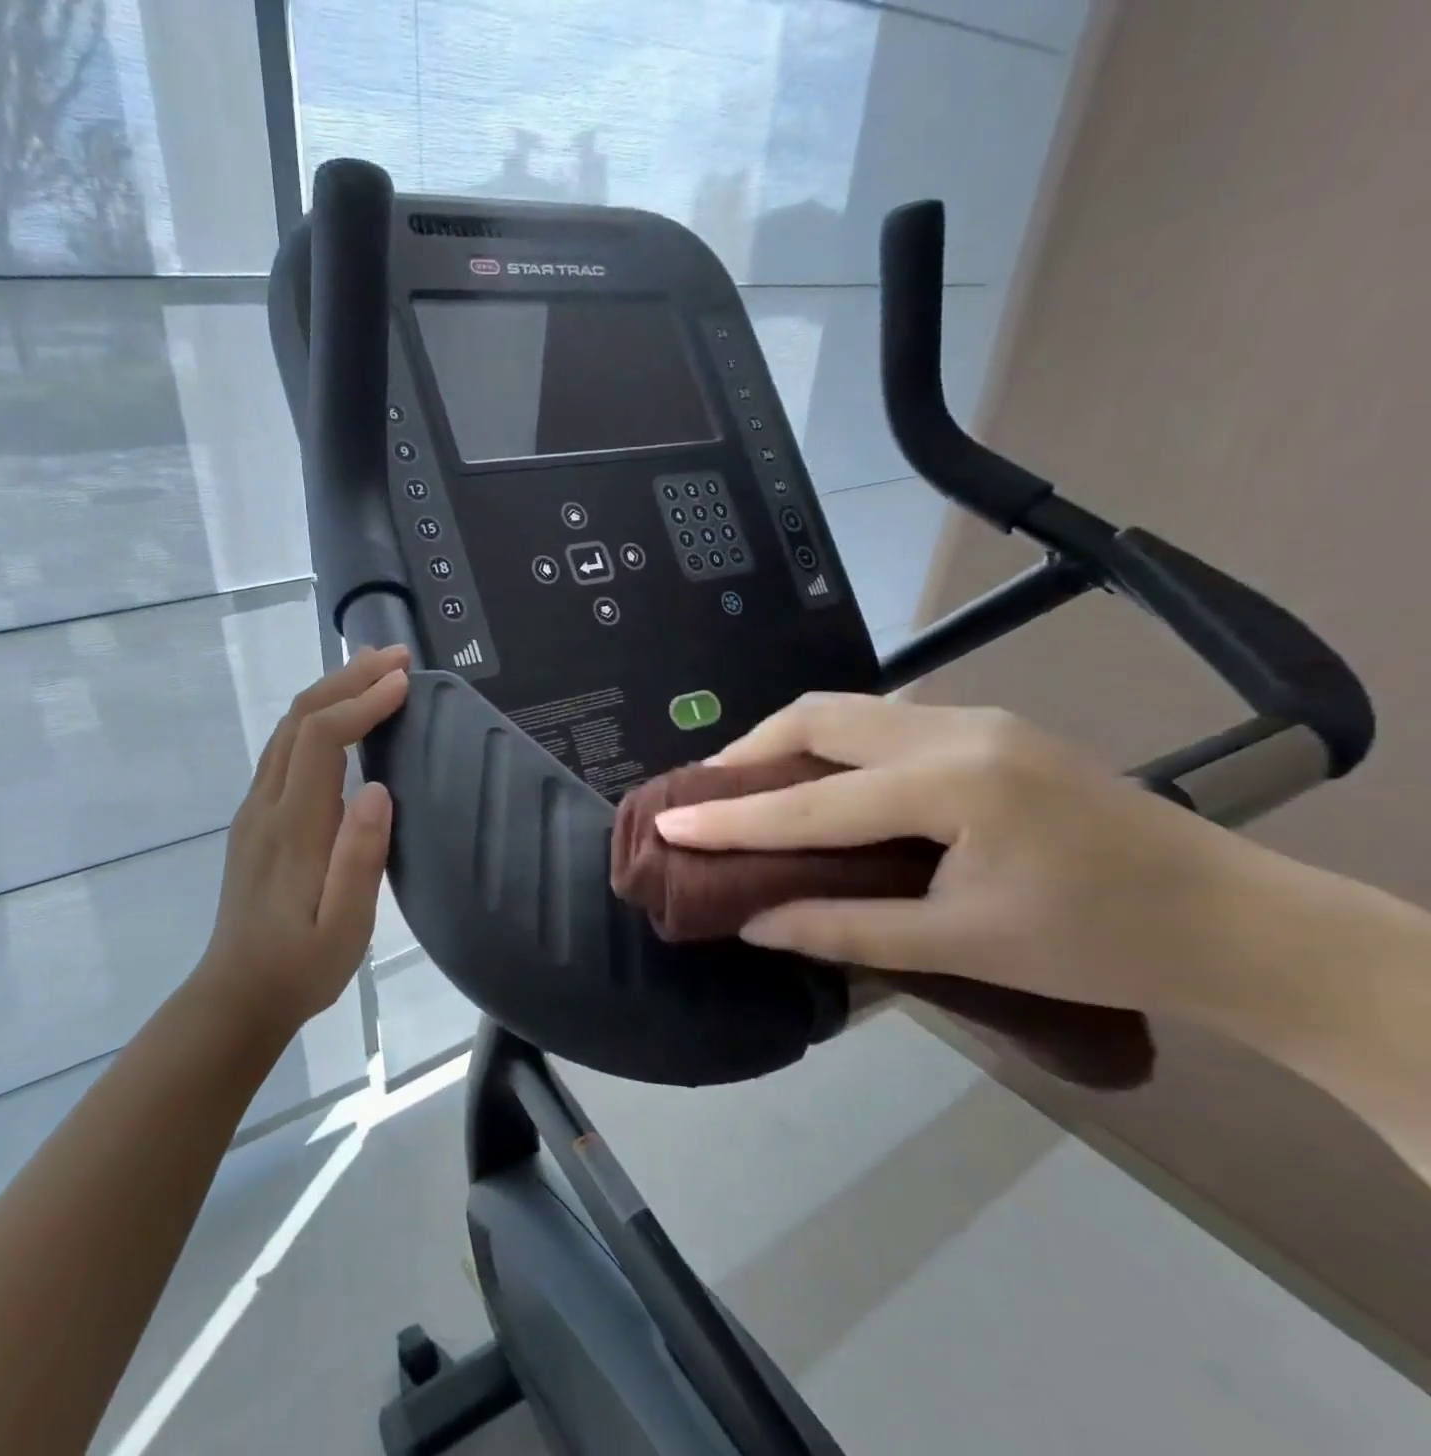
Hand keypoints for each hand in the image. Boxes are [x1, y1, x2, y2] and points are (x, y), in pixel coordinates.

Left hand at [195, 646, 408, 1034]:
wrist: (237, 996)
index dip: (361, 703)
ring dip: (329, 691)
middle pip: (298, 719)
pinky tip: (338, 717)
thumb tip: (376, 789)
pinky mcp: (256, 819)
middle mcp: (266, 805)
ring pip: (286, 729)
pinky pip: (283, 749)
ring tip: (370, 669)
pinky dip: (315, 717)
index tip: (403, 683)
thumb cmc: (301, 967)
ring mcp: (255, 809)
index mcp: (292, 827)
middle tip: (394, 657)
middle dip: (347, 679)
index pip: (320, 739)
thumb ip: (359, 859)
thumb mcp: (345, 928)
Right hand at [654, 692, 1293, 1029]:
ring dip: (786, 741)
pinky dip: (829, 743)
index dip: (731, 817)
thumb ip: (845, 929)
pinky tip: (820, 779)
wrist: (1236, 920)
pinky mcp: (987, 726)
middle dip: (748, 752)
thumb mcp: (961, 947)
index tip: (667, 821)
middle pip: (819, 715)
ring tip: (749, 786)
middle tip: (707, 796)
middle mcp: (955, 730)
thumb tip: (753, 921)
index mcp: (953, 786)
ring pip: (848, 708)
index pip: (811, 800)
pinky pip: (881, 719)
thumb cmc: (1098, 944)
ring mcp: (975, 718)